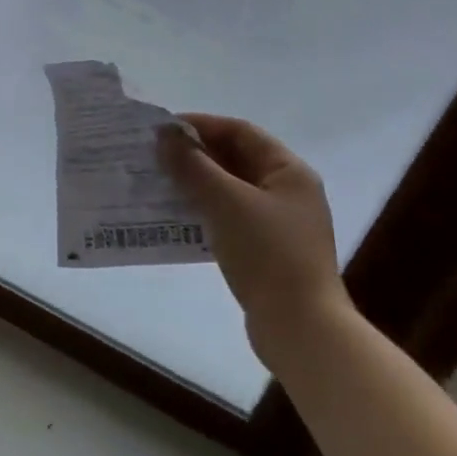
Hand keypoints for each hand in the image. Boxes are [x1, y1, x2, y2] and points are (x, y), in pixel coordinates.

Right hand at [160, 114, 350, 345]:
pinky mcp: (268, 252)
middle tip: (155, 156)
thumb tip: (165, 134)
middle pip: (236, 159)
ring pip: (231, 190)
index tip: (163, 130)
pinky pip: (231, 218)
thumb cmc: (267, 254)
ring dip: (197, 184)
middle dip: (195, 155)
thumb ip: (192, 164)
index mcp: (289, 171)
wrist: (301, 331)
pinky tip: (178, 218)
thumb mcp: (225, 202)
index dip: (201, 125)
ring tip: (160, 184)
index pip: (240, 131)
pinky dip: (205, 212)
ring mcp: (280, 224)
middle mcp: (289, 192)